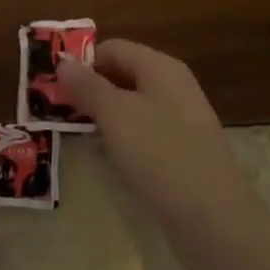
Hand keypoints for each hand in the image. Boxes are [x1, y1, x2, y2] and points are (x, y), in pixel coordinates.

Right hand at [57, 39, 263, 268]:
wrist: (215, 221)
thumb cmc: (160, 155)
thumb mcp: (115, 115)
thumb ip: (87, 85)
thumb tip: (62, 59)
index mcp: (160, 67)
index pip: (112, 48)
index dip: (83, 63)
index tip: (55, 87)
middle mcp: (173, 85)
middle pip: (123, 75)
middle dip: (91, 90)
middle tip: (60, 112)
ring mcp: (182, 120)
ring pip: (133, 106)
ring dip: (105, 117)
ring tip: (78, 136)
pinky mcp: (185, 151)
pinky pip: (146, 133)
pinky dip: (124, 139)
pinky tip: (110, 160)